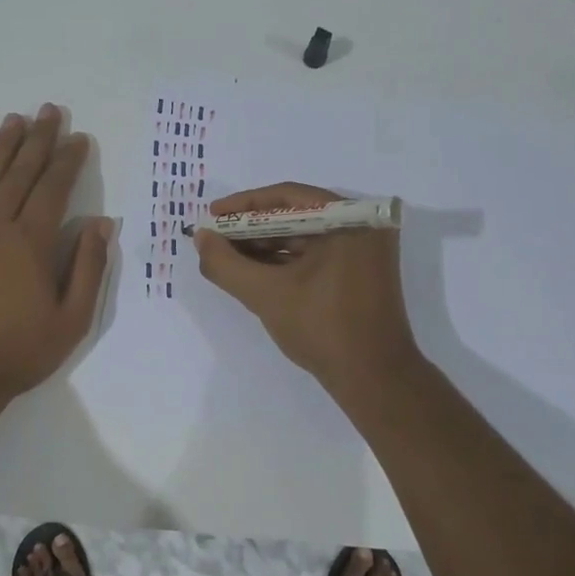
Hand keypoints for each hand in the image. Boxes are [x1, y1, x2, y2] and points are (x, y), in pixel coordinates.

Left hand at [0, 105, 112, 399]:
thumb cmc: (20, 351)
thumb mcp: (72, 318)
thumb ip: (87, 268)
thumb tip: (101, 224)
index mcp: (31, 243)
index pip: (53, 189)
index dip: (68, 161)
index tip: (79, 138)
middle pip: (20, 174)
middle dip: (38, 141)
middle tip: (49, 111)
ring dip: (1, 149)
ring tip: (14, 120)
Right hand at [193, 182, 419, 396]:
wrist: (373, 379)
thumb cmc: (322, 328)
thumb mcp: (265, 294)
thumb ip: (226, 264)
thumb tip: (201, 237)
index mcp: (350, 219)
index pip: (287, 197)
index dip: (244, 205)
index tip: (212, 215)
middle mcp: (363, 226)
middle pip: (295, 215)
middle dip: (252, 229)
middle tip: (216, 240)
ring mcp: (364, 252)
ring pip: (303, 237)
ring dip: (265, 247)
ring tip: (228, 259)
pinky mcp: (359, 274)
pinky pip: (315, 256)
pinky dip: (284, 262)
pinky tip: (253, 273)